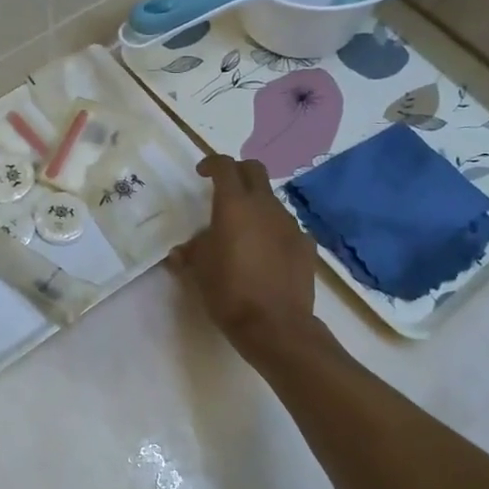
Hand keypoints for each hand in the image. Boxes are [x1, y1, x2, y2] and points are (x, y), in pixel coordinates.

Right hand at [169, 154, 315, 351]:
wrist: (276, 326)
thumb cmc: (229, 292)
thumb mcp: (199, 271)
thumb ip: (191, 252)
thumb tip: (182, 251)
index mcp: (234, 206)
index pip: (224, 167)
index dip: (212, 163)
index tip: (202, 172)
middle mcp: (265, 206)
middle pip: (254, 171)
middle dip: (238, 172)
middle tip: (224, 189)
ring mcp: (289, 224)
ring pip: (271, 199)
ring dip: (256, 205)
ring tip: (243, 230)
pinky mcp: (305, 244)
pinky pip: (286, 227)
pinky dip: (273, 230)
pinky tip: (265, 253)